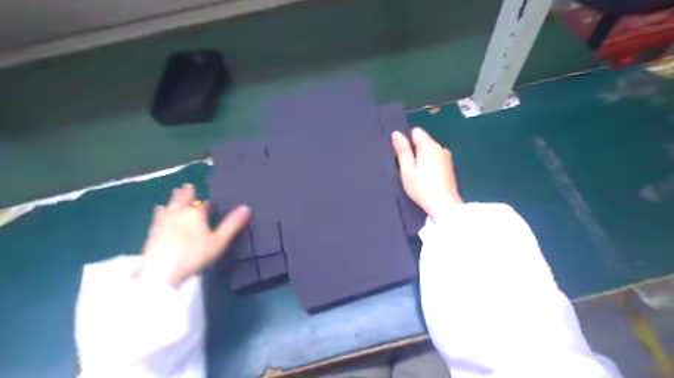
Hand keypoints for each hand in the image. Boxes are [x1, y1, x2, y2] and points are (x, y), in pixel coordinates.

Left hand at [138, 183, 251, 286]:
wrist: (161, 271)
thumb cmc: (194, 255)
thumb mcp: (219, 241)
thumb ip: (232, 224)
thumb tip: (246, 207)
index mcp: (195, 213)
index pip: (203, 204)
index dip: (207, 204)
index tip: (209, 203)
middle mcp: (178, 213)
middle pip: (183, 199)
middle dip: (186, 193)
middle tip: (187, 185)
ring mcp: (163, 221)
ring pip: (169, 206)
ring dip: (173, 199)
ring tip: (174, 194)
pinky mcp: (152, 232)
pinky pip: (157, 216)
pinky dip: (160, 211)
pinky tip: (158, 210)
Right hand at [394, 127, 461, 220]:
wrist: (444, 205)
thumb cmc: (421, 187)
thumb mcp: (407, 169)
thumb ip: (402, 150)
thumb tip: (396, 133)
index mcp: (428, 146)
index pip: (416, 132)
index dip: (407, 140)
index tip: (403, 155)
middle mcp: (440, 147)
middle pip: (424, 141)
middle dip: (415, 150)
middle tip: (409, 168)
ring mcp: (447, 157)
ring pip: (431, 150)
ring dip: (423, 157)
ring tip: (418, 174)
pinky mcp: (450, 167)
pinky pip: (437, 158)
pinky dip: (431, 164)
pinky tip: (428, 178)